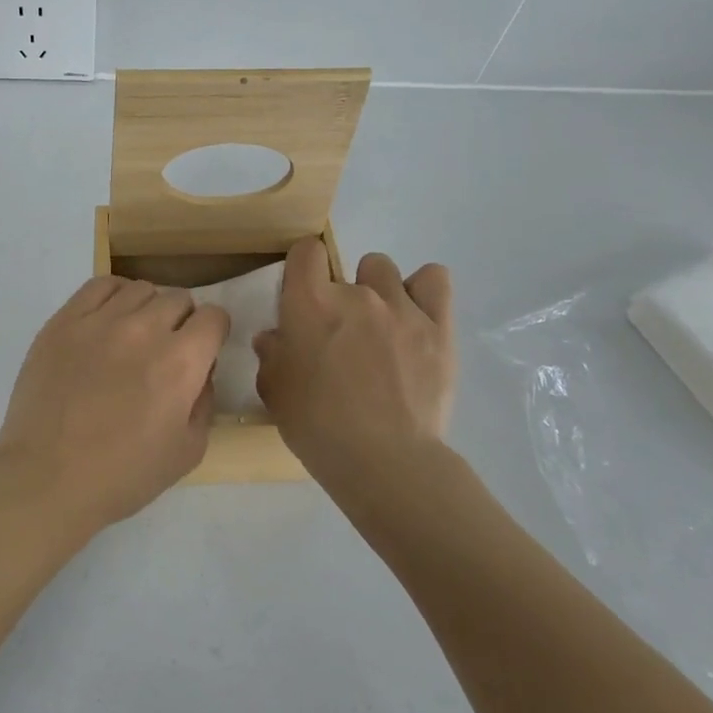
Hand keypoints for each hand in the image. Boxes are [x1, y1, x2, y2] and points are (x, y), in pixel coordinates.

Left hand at [0, 277, 230, 535]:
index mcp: (181, 362)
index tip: (202, 351)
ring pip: (140, 289)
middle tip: (166, 351)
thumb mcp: (188, 451)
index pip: (213, 317)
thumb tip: (201, 370)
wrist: (46, 477)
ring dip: (147, 309)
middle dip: (182, 321)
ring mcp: (100, 320)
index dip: (212, 334)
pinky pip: (100, 285)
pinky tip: (108, 319)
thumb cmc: (122, 475)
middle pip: (178, 299)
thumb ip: (204, 401)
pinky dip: (114, 295)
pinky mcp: (64, 320)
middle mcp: (144, 329)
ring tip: (133, 337)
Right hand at [254, 239, 455, 478]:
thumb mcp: (275, 392)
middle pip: (345, 268)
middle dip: (339, 296)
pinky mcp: (439, 327)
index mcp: (310, 303)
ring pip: (384, 270)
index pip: (305, 252)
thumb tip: (276, 337)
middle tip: (340, 337)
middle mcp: (356, 293)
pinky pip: (434, 280)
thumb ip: (272, 355)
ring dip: (377, 291)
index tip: (302, 297)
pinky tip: (415, 316)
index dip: (302, 269)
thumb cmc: (318, 426)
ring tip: (379, 327)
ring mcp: (402, 307)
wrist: (385, 461)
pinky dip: (423, 290)